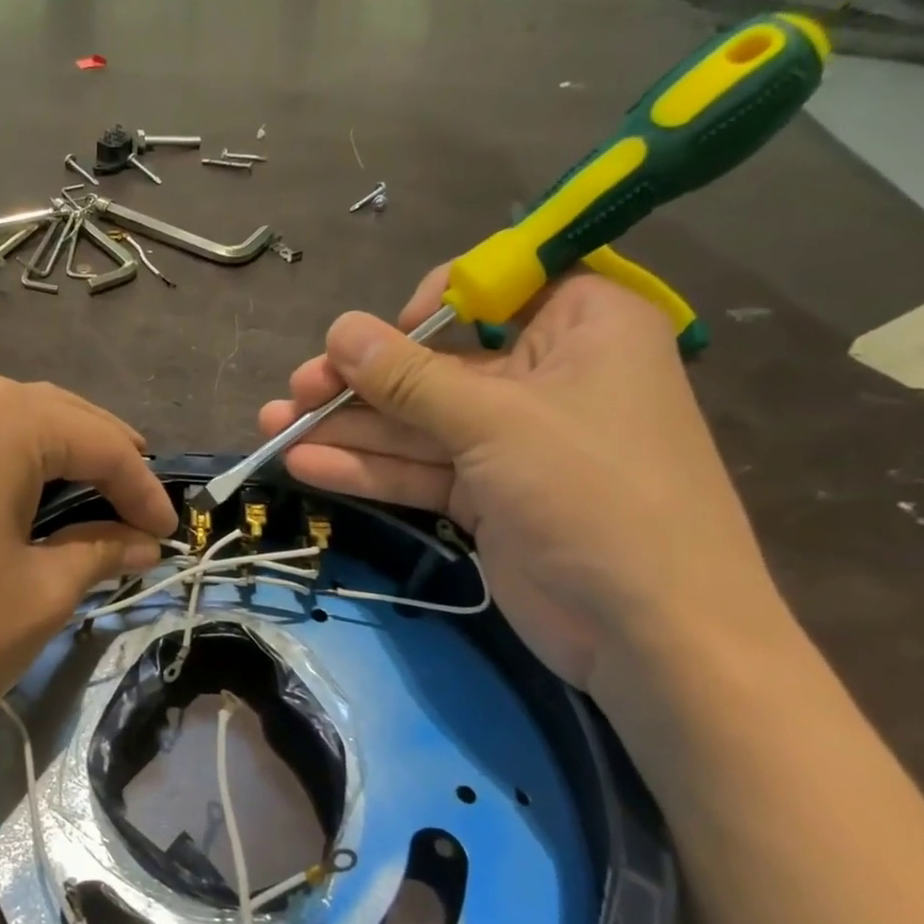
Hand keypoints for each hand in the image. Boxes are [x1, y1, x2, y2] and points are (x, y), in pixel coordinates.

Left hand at [0, 377, 176, 784]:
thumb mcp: (43, 592)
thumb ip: (100, 551)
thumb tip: (143, 542)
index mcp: (0, 420)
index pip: (98, 442)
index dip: (143, 487)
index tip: (171, 530)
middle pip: (48, 416)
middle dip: (101, 458)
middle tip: (139, 503)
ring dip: (48, 456)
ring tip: (85, 495)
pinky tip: (12, 500)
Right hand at [259, 269, 781, 687]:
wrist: (649, 632)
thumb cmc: (593, 495)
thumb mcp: (495, 423)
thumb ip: (410, 379)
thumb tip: (340, 330)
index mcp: (580, 325)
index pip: (490, 290)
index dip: (424, 308)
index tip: (374, 340)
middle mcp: (544, 375)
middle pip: (434, 365)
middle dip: (360, 381)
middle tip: (295, 391)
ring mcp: (511, 442)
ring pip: (417, 423)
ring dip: (347, 428)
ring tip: (274, 428)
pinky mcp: (485, 495)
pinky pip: (419, 469)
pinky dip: (368, 470)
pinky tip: (306, 467)